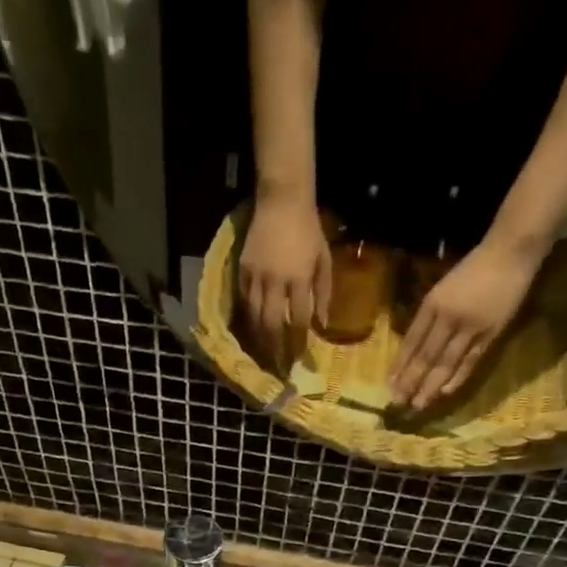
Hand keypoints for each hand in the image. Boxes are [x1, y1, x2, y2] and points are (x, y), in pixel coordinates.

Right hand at [238, 194, 330, 369]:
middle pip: (273, 323)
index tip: (301, 357)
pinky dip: (248, 317)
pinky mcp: (242, 270)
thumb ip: (323, 292)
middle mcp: (276, 281)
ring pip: (254, 315)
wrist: (282, 201)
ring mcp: (256, 276)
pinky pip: (244, 300)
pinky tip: (251, 328)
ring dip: (259, 337)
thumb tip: (322, 323)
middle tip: (278, 365)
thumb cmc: (309, 229)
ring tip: (263, 353)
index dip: (300, 340)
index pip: (299, 318)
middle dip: (275, 347)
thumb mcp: (324, 259)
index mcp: (299, 278)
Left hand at [389, 236, 545, 410]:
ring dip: (430, 386)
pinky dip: (457, 377)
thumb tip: (413, 347)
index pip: (411, 341)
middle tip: (398, 402)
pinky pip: (470, 361)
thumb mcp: (442, 288)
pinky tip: (444, 392)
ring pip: (446, 362)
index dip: (400, 365)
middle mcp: (447, 317)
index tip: (389, 384)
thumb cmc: (473, 269)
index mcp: (432, 304)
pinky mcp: (491, 333)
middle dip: (411, 381)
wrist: (510, 253)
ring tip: (418, 404)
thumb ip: (429, 315)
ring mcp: (470, 327)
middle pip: (426, 356)